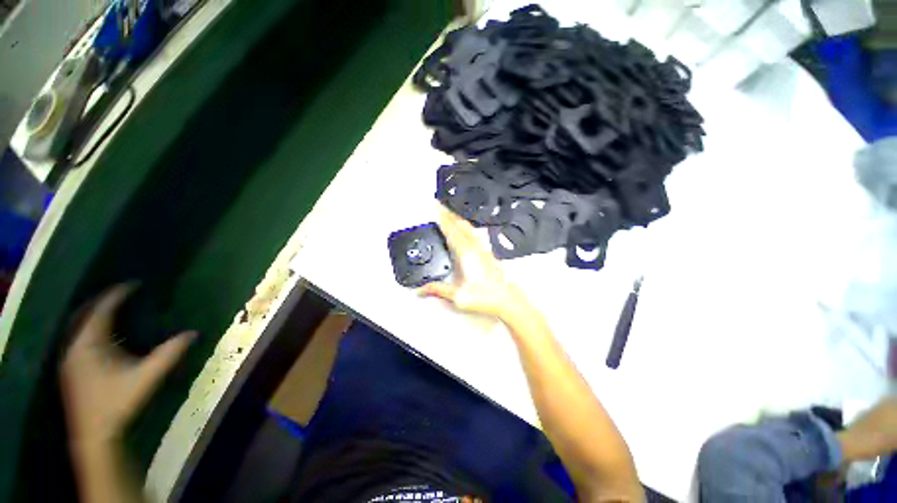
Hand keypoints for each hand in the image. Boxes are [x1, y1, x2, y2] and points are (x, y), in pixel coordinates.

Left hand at [60, 285, 194, 444]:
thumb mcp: (147, 378)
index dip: (117, 294)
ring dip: (94, 314)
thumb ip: (169, 354)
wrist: (94, 435)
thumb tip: (193, 333)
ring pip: (79, 326)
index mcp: (89, 345)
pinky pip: (78, 337)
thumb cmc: (118, 403)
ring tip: (112, 308)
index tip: (133, 284)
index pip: (101, 310)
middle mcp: (75, 346)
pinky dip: (89, 328)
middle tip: (122, 293)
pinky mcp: (71, 368)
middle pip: (85, 314)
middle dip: (102, 301)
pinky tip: (101, 334)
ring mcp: (70, 358)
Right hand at [419, 208, 527, 320]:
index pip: (451, 230)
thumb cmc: (487, 297)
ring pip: (469, 228)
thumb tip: (423, 288)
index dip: (442, 218)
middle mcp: (476, 248)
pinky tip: (467, 230)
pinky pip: (475, 234)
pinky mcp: (488, 254)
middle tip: (440, 205)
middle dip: (448, 213)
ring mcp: (483, 249)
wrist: (506, 300)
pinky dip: (467, 227)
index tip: (435, 207)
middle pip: (460, 224)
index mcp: (466, 254)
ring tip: (450, 214)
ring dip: (458, 219)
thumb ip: (438, 290)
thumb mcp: (457, 296)